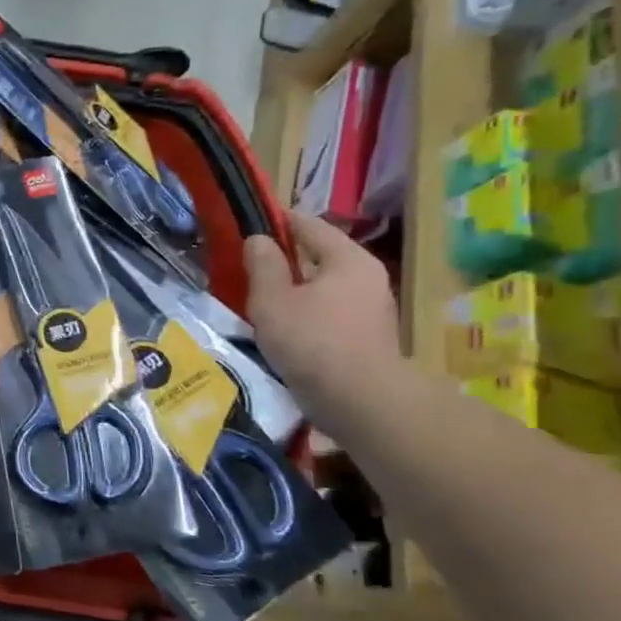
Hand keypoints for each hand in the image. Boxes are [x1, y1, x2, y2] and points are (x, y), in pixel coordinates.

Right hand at [243, 213, 402, 429]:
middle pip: (321, 256)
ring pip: (325, 286)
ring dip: (296, 288)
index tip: (251, 221)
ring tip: (261, 297)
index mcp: (347, 259)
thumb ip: (263, 265)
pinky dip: (307, 311)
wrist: (360, 400)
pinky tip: (284, 325)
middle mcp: (367, 277)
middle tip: (249, 263)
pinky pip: (330, 310)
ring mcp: (371, 308)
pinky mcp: (367, 336)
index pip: (310, 226)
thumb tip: (258, 239)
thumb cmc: (312, 340)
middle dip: (287, 257)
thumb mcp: (272, 299)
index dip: (279, 221)